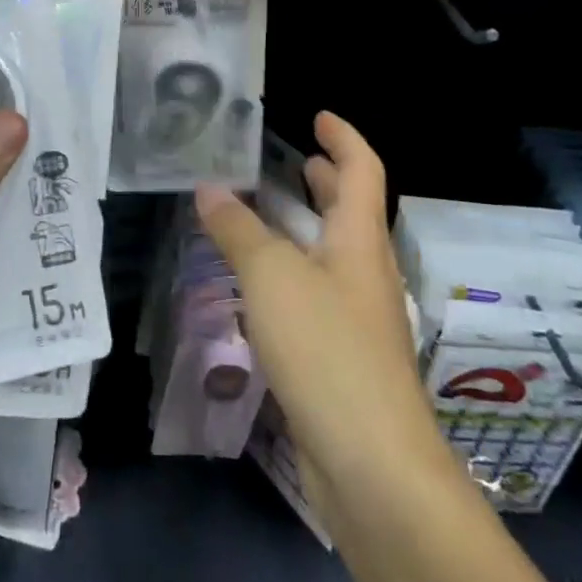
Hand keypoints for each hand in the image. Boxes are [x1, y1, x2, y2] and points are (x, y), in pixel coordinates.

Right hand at [196, 113, 437, 496]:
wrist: (373, 466)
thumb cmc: (327, 349)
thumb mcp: (272, 276)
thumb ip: (238, 229)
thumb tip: (208, 188)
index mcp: (359, 239)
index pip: (362, 169)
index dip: (343, 137)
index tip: (318, 116)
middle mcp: (365, 271)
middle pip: (352, 211)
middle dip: (326, 180)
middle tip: (293, 160)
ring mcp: (358, 317)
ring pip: (332, 253)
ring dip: (305, 227)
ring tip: (265, 213)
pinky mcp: (344, 357)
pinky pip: (317, 294)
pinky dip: (293, 272)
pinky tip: (261, 286)